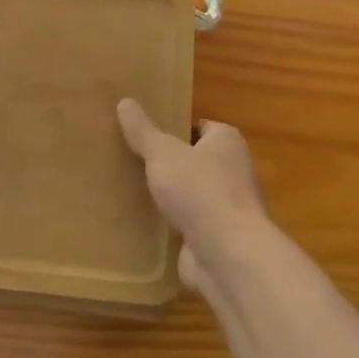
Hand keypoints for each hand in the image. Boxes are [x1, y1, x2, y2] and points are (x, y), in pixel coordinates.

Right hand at [117, 98, 266, 288]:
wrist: (228, 255)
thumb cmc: (200, 191)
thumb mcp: (163, 153)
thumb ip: (143, 131)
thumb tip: (124, 101)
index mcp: (227, 142)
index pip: (201, 127)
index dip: (176, 128)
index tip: (147, 132)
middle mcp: (233, 172)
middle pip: (196, 161)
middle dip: (170, 163)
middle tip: (133, 159)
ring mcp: (227, 208)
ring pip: (192, 194)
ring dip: (171, 196)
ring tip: (133, 190)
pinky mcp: (218, 239)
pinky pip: (189, 224)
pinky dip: (171, 225)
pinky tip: (144, 223)